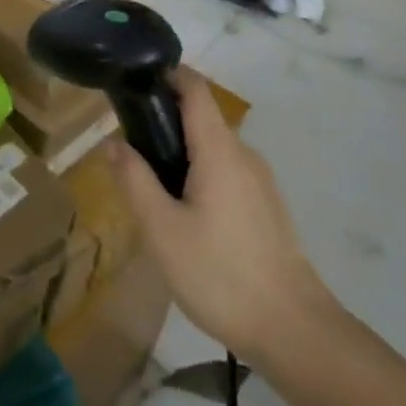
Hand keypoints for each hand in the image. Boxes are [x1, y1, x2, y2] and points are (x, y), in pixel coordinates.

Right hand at [108, 70, 338, 363]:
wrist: (292, 330)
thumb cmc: (219, 273)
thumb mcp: (161, 229)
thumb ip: (134, 179)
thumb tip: (112, 142)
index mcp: (219, 150)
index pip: (196, 89)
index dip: (168, 75)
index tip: (134, 83)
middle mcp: (244, 155)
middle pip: (202, 119)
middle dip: (164, 123)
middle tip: (129, 152)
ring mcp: (261, 182)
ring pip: (214, 150)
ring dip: (181, 154)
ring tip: (151, 190)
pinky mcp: (267, 208)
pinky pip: (227, 174)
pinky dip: (200, 176)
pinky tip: (184, 218)